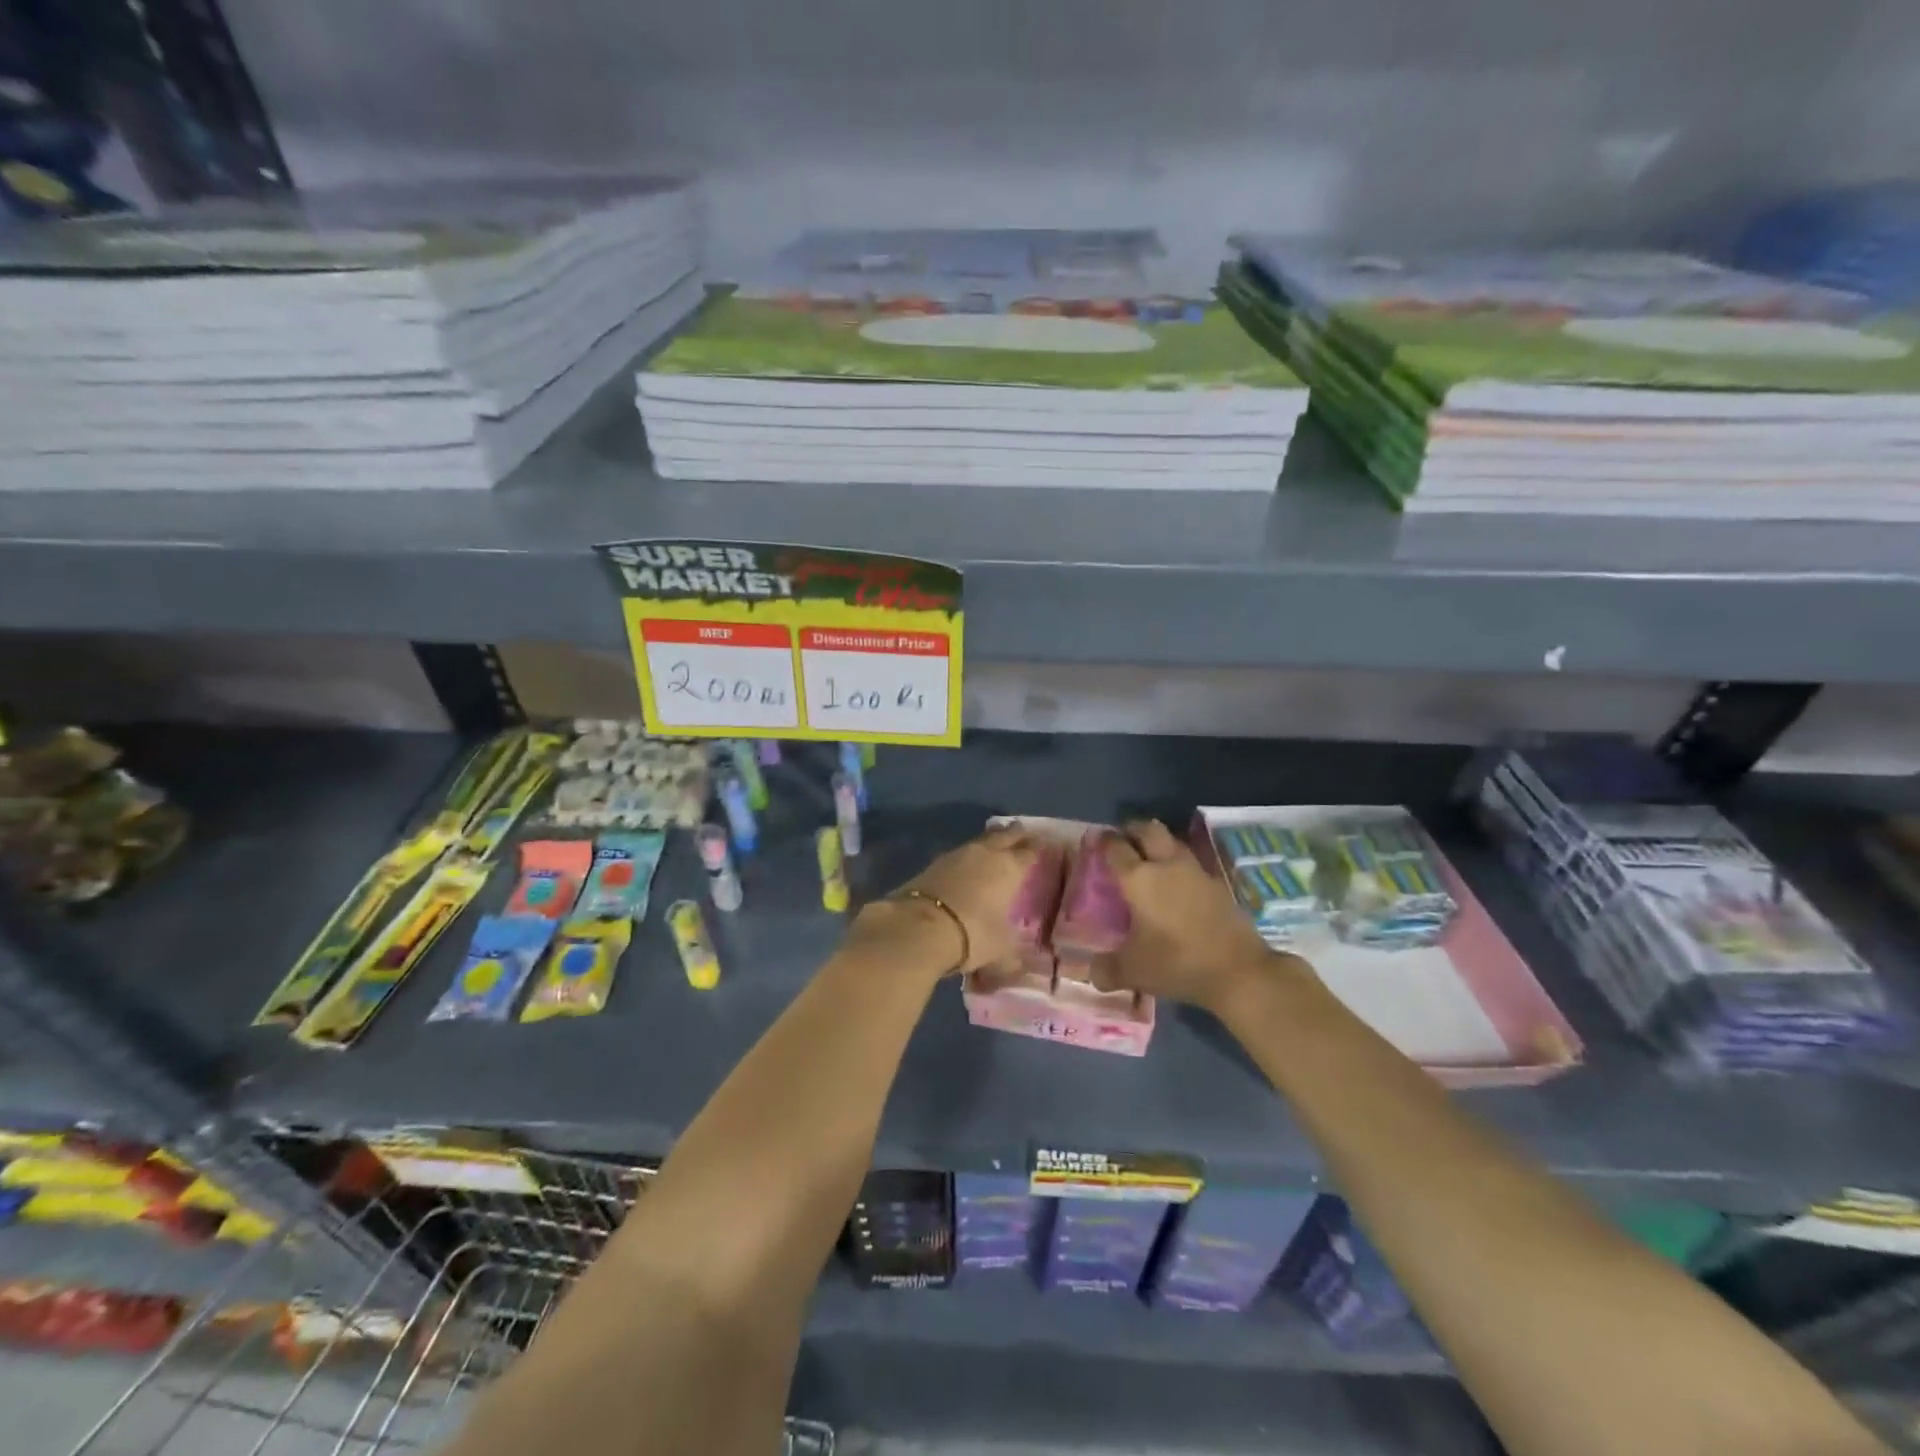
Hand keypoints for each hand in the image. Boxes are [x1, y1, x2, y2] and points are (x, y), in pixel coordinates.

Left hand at [853, 825, 1044, 975]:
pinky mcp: (932, 864)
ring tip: (995, 847)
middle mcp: (984, 854)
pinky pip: (958, 856)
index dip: (1038, 847)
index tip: (1046, 844)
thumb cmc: (972, 934)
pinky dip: (966, 859)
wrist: (918, 928)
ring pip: (979, 842)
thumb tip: (1019, 963)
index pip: (1029, 851)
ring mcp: (955, 856)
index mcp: (1008, 867)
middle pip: (1004, 836)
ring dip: (988, 843)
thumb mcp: (1001, 951)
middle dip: (1015, 834)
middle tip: (1023, 832)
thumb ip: (1013, 954)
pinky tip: (966, 867)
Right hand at [1098, 820, 1286, 1012]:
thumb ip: (1106, 969)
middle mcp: (1166, 865)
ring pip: (1173, 841)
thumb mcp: (1132, 971)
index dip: (1103, 840)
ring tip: (1150, 860)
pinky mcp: (1218, 884)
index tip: (1096, 841)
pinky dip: (1179, 866)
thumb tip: (1092, 972)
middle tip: (1123, 842)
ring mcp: (1196, 871)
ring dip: (1159, 843)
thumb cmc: (1177, 962)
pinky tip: (1177, 885)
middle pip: (1148, 829)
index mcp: (1139, 878)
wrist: (1238, 970)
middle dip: (1132, 830)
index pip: (1115, 846)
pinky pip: (1192, 863)